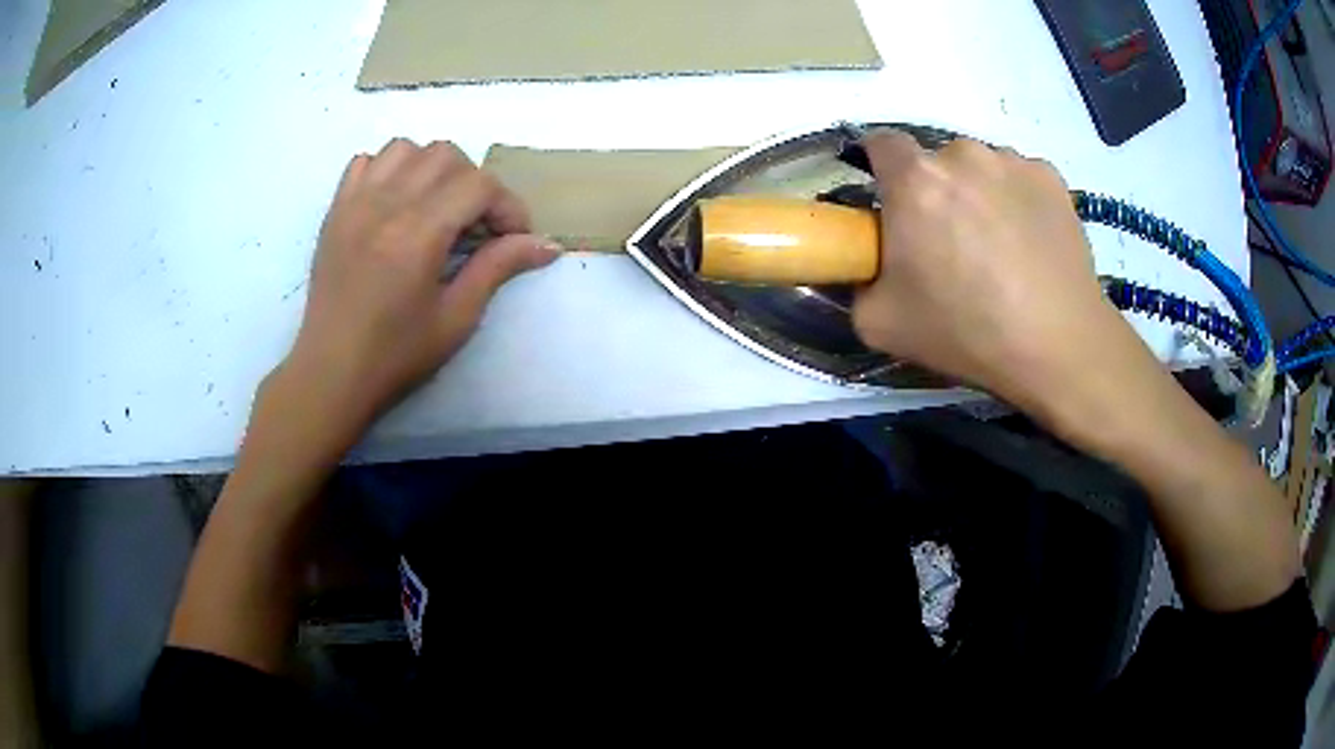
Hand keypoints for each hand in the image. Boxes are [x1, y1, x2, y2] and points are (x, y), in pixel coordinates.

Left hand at [271, 139, 561, 448]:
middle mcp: (385, 205)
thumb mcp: (456, 318)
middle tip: (475, 225)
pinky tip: (395, 203)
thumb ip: (498, 269)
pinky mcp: (335, 210)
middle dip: (474, 183)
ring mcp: (355, 203)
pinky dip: (389, 170)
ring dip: (431, 169)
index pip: (478, 184)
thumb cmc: (395, 355)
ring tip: (435, 207)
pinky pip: (366, 162)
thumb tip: (547, 245)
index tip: (513, 239)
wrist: (331, 373)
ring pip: (405, 148)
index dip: (507, 206)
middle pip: (445, 155)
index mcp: (418, 234)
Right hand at [852, 130, 1144, 423]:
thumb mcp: (880, 323)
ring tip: (1000, 248)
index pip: (881, 143)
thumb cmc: (967, 332)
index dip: (880, 168)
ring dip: (979, 194)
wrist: (1058, 345)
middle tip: (950, 243)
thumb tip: (866, 266)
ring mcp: (1012, 161)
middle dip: (935, 191)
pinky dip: (1018, 202)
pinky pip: (1020, 179)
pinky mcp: (1051, 177)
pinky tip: (1031, 245)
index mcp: (914, 180)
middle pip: (936, 160)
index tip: (891, 203)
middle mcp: (962, 154)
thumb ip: (858, 282)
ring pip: (981, 168)